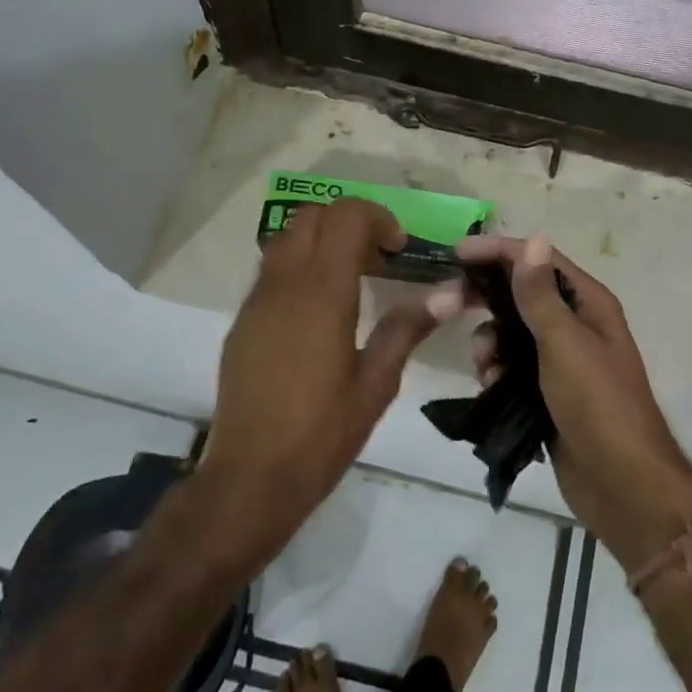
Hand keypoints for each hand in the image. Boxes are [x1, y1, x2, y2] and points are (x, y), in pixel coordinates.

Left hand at [200, 199, 441, 559]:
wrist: (250, 476)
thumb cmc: (322, 433)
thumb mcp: (376, 383)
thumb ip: (407, 328)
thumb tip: (449, 292)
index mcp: (321, 293)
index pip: (345, 217)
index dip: (377, 218)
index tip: (399, 248)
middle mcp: (284, 284)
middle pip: (313, 215)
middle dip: (349, 221)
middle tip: (378, 258)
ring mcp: (257, 300)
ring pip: (287, 237)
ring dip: (322, 240)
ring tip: (351, 279)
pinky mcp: (243, 320)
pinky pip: (272, 269)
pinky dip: (300, 265)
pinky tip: (319, 311)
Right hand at [453, 235, 691, 567]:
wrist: (622, 485)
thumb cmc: (598, 405)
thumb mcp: (565, 344)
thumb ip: (541, 295)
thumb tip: (533, 240)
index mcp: (588, 303)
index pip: (539, 260)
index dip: (500, 251)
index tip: (457, 253)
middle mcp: (576, 324)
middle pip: (522, 294)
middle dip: (487, 298)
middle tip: (450, 304)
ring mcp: (561, 359)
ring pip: (511, 332)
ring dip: (490, 341)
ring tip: (484, 365)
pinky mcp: (547, 391)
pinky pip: (511, 366)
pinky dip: (496, 370)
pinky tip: (489, 386)